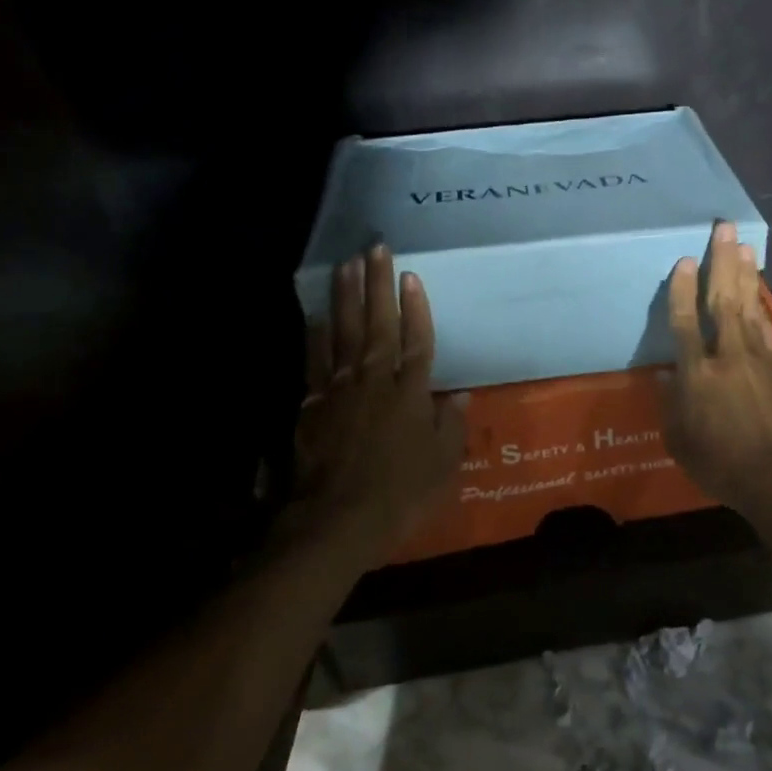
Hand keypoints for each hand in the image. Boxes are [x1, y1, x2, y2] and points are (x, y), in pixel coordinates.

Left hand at [291, 244, 466, 558]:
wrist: (335, 522)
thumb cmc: (400, 497)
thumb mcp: (442, 466)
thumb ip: (450, 426)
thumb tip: (460, 395)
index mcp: (411, 395)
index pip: (417, 342)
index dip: (416, 309)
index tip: (411, 276)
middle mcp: (375, 382)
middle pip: (378, 326)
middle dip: (378, 285)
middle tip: (375, 248)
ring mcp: (339, 391)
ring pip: (344, 334)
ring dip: (346, 298)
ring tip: (346, 265)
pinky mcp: (312, 405)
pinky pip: (315, 361)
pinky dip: (317, 336)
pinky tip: (317, 315)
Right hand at [659, 222, 771, 520]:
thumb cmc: (720, 464)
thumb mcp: (679, 441)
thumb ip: (671, 404)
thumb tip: (667, 375)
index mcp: (697, 374)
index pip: (685, 322)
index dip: (682, 289)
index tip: (685, 259)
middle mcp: (728, 356)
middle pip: (723, 301)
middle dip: (722, 262)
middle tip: (724, 228)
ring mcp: (760, 360)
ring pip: (750, 308)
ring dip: (746, 275)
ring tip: (745, 247)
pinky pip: (768, 330)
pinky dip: (763, 308)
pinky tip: (760, 293)